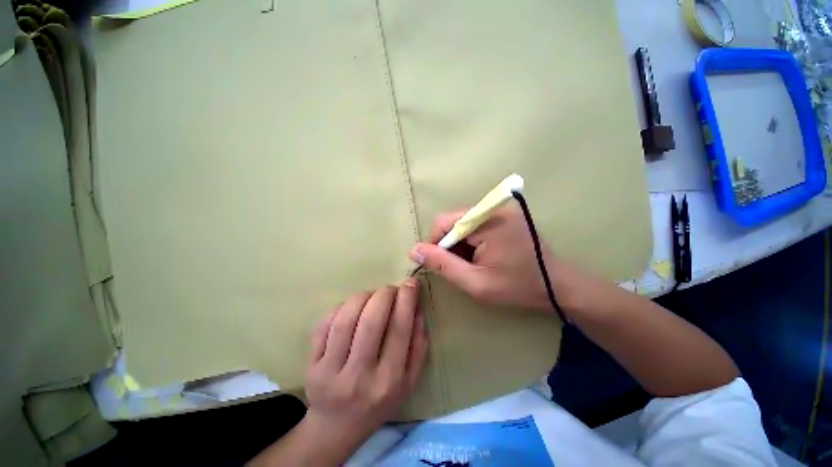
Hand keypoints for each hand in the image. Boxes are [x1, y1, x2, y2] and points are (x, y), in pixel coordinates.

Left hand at [304, 281, 427, 449]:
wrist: (337, 426)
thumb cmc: (379, 402)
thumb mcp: (409, 381)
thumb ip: (418, 346)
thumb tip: (417, 310)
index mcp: (388, 381)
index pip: (399, 330)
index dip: (406, 300)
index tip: (410, 283)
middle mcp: (359, 377)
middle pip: (370, 321)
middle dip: (384, 294)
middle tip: (390, 289)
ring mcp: (330, 371)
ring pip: (345, 320)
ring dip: (362, 297)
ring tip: (371, 295)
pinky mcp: (310, 366)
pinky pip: (324, 325)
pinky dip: (340, 307)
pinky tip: (351, 307)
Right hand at [409, 206, 582, 311]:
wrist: (556, 285)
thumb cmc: (516, 286)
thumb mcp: (475, 282)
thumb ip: (442, 265)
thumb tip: (414, 250)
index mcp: (487, 221)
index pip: (443, 222)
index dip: (435, 244)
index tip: (442, 265)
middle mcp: (493, 208)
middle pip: (453, 221)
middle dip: (450, 245)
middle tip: (462, 266)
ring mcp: (500, 209)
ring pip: (462, 222)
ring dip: (460, 243)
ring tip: (474, 262)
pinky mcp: (504, 214)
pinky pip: (475, 223)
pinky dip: (471, 240)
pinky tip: (482, 254)